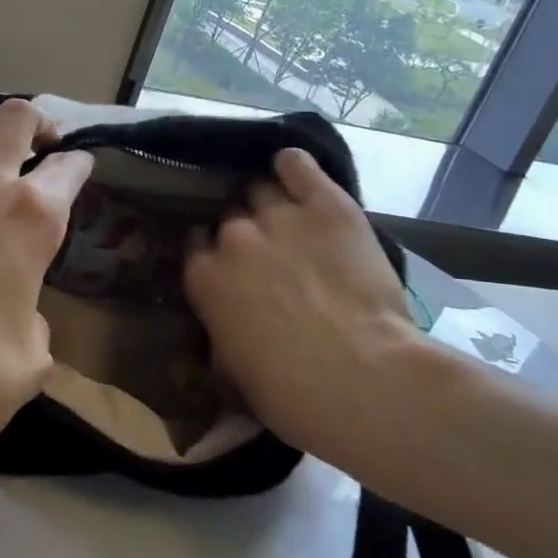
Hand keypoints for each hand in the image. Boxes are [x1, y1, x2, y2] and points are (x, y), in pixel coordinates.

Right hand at [183, 147, 417, 455]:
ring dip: (270, 202)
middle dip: (244, 230)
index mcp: (204, 276)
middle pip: (229, 215)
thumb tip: (223, 323)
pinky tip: (297, 172)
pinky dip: (294, 166)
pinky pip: (297, 164)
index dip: (214, 252)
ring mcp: (278, 215)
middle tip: (269, 253)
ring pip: (260, 189)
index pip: (195, 243)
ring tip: (290, 218)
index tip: (231, 266)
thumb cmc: (291, 393)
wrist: (361, 379)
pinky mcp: (325, 204)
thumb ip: (221, 331)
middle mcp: (232, 236)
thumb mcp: (235, 372)